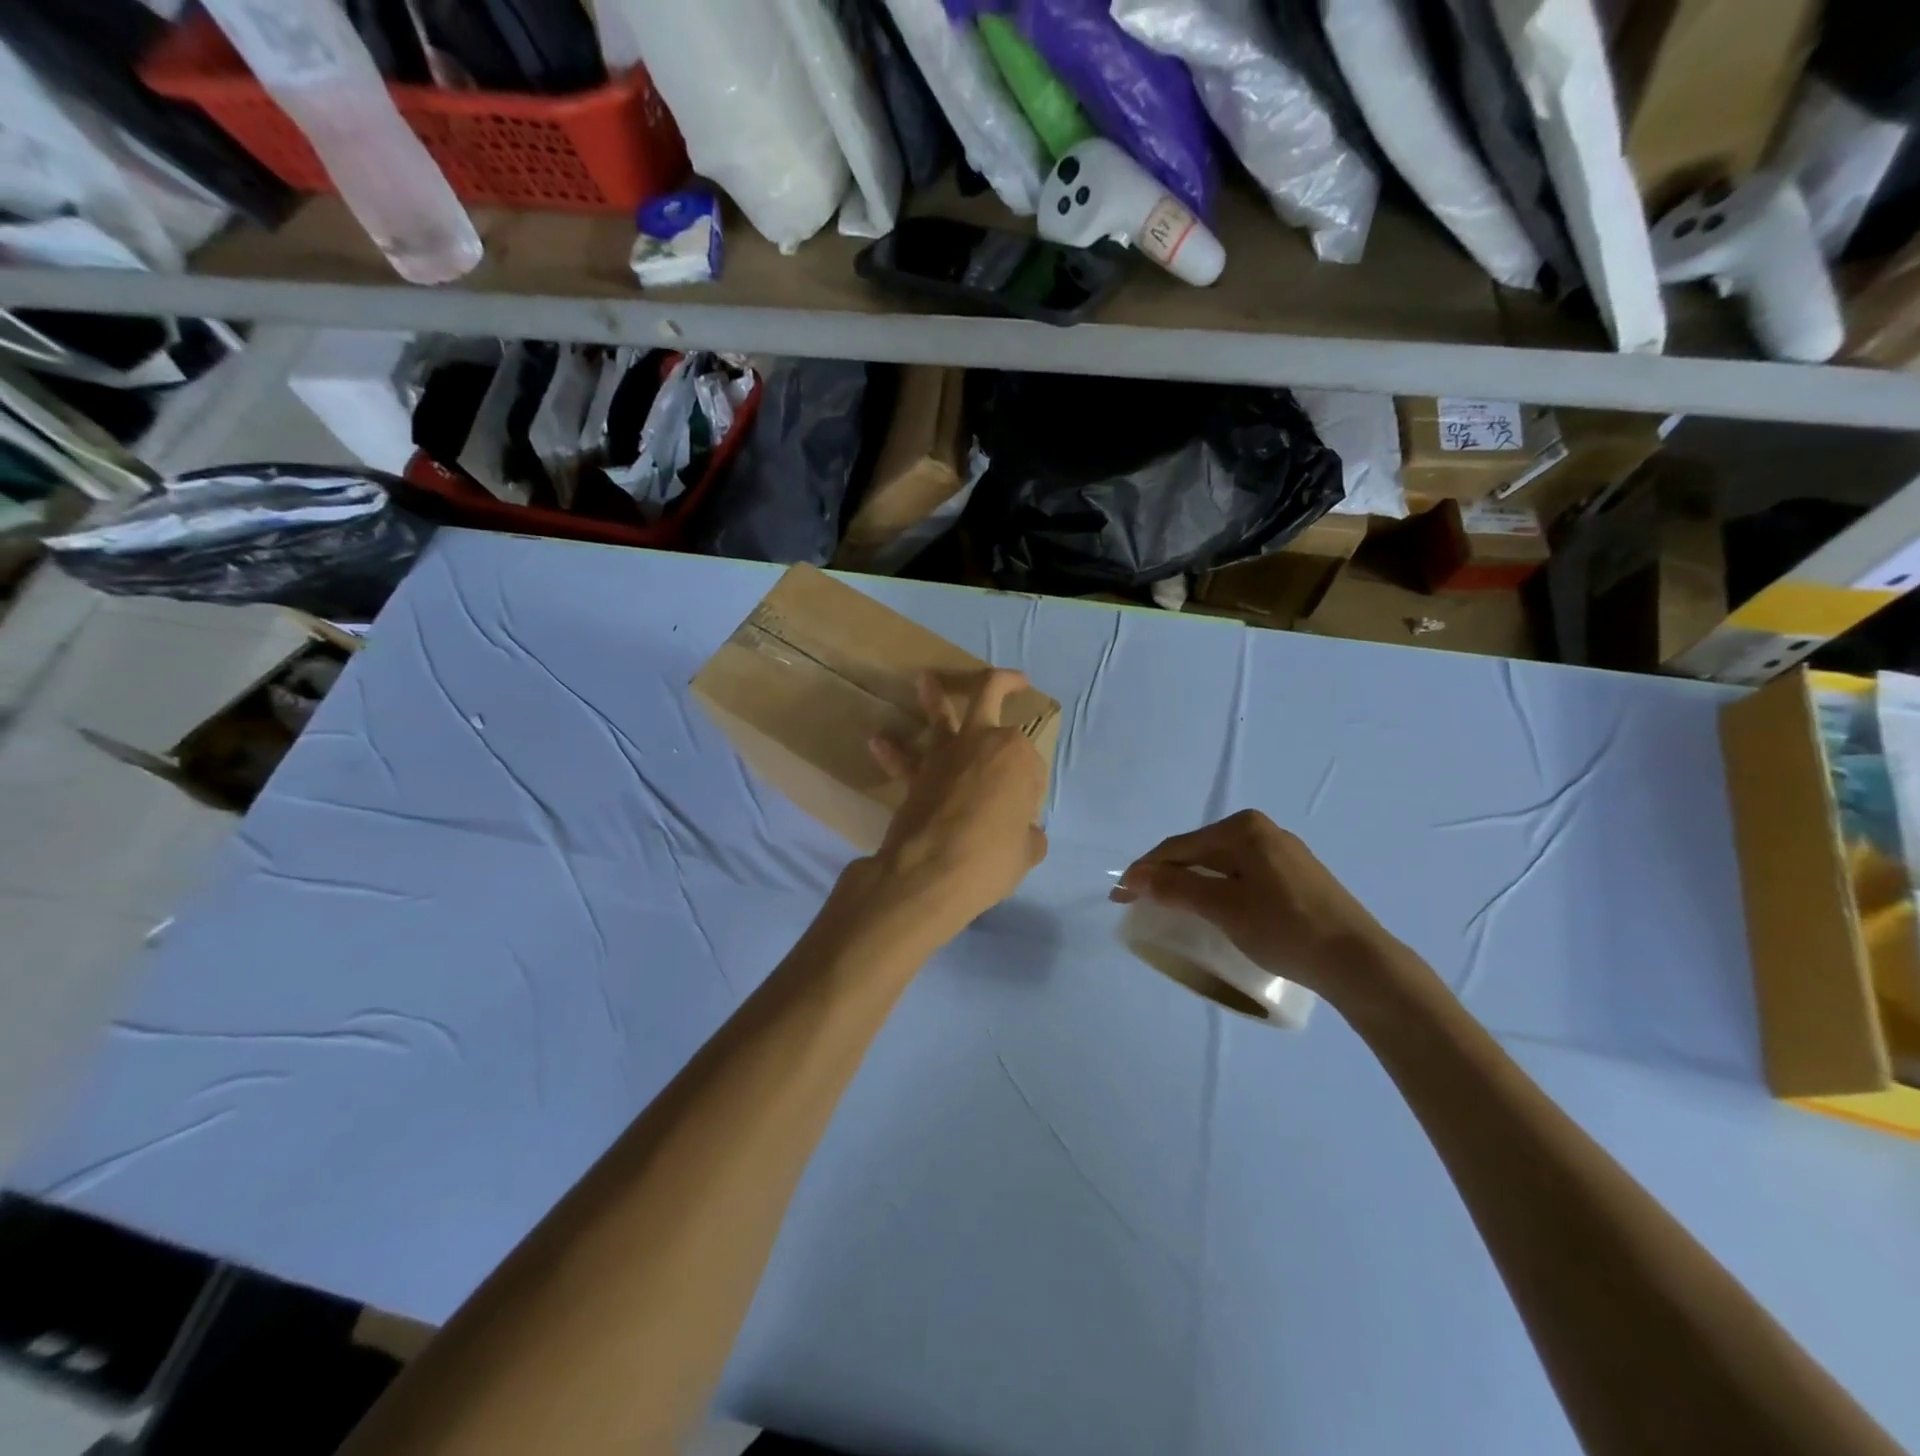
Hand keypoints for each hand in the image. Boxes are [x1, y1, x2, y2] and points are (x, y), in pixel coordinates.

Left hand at [864, 669, 1048, 942]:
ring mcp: (945, 755)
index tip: (1026, 815)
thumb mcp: (1026, 852)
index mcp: (1017, 755)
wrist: (932, 871)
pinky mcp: (915, 775)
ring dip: (933, 696)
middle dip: (1004, 683)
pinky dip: (891, 751)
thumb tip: (1027, 836)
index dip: (1031, 789)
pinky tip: (878, 741)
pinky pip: (903, 760)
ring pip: (940, 714)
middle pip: (991, 696)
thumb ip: (1028, 837)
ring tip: (924, 679)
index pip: (1031, 764)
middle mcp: (982, 742)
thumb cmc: (992, 857)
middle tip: (1014, 681)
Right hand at [1112, 811, 1396, 997]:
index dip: (1144, 870)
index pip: (1179, 847)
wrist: (1359, 961)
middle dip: (1166, 875)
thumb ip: (1177, 888)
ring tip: (1168, 905)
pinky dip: (1217, 888)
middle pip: (1198, 852)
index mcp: (1243, 829)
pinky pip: (1241, 875)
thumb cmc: (1286, 928)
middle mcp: (1262, 830)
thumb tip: (1136, 877)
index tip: (1119, 895)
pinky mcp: (1295, 875)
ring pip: (1220, 864)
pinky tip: (1211, 907)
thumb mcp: (1224, 909)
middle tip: (1138, 901)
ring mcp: (1282, 852)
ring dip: (1190, 883)